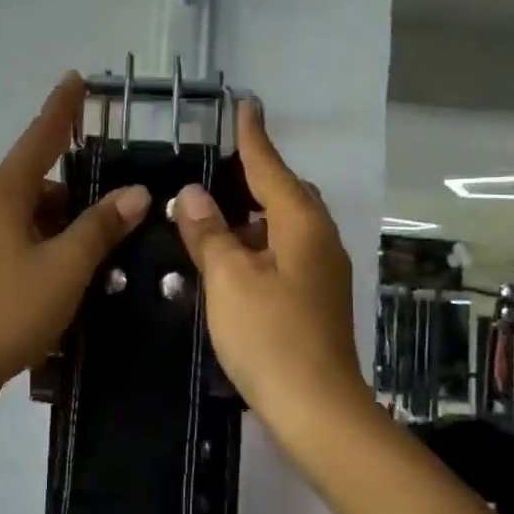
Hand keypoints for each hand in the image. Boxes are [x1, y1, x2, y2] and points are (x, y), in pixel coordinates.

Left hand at [0, 74, 151, 415]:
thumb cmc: (6, 311)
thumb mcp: (65, 268)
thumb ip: (101, 227)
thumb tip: (136, 192)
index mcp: (2, 194)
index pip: (39, 137)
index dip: (61, 109)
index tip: (76, 80)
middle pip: (36, 183)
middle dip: (75, 194)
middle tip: (117, 215)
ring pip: (25, 217)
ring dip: (60, 228)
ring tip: (99, 256)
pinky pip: (12, 243)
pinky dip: (41, 250)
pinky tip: (65, 279)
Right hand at [171, 102, 370, 440]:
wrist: (317, 409)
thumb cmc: (270, 336)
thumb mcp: (229, 279)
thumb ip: (209, 233)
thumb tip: (192, 194)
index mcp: (301, 224)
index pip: (271, 167)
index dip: (253, 136)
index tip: (245, 104)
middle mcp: (319, 239)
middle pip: (285, 194)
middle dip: (253, 178)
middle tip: (215, 169)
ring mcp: (321, 271)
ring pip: (284, 227)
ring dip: (251, 218)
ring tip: (210, 218)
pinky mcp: (315, 298)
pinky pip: (284, 254)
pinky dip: (257, 247)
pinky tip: (229, 262)